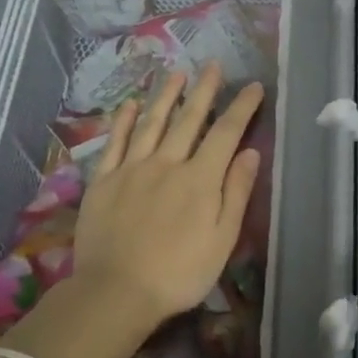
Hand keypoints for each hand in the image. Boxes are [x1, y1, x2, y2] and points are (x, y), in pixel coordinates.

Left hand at [20, 64, 263, 357]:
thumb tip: (251, 153)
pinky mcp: (104, 181)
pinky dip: (123, 121)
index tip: (253, 86)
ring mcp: (132, 169)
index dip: (242, 107)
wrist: (116, 293)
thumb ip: (236, 192)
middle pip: (189, 119)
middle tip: (213, 65)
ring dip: (166, 96)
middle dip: (204, 90)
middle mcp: (167, 163)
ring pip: (152, 123)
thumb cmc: (179, 272)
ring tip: (176, 73)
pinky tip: (129, 105)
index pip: (226, 133)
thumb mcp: (222, 239)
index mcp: (200, 179)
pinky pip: (115, 143)